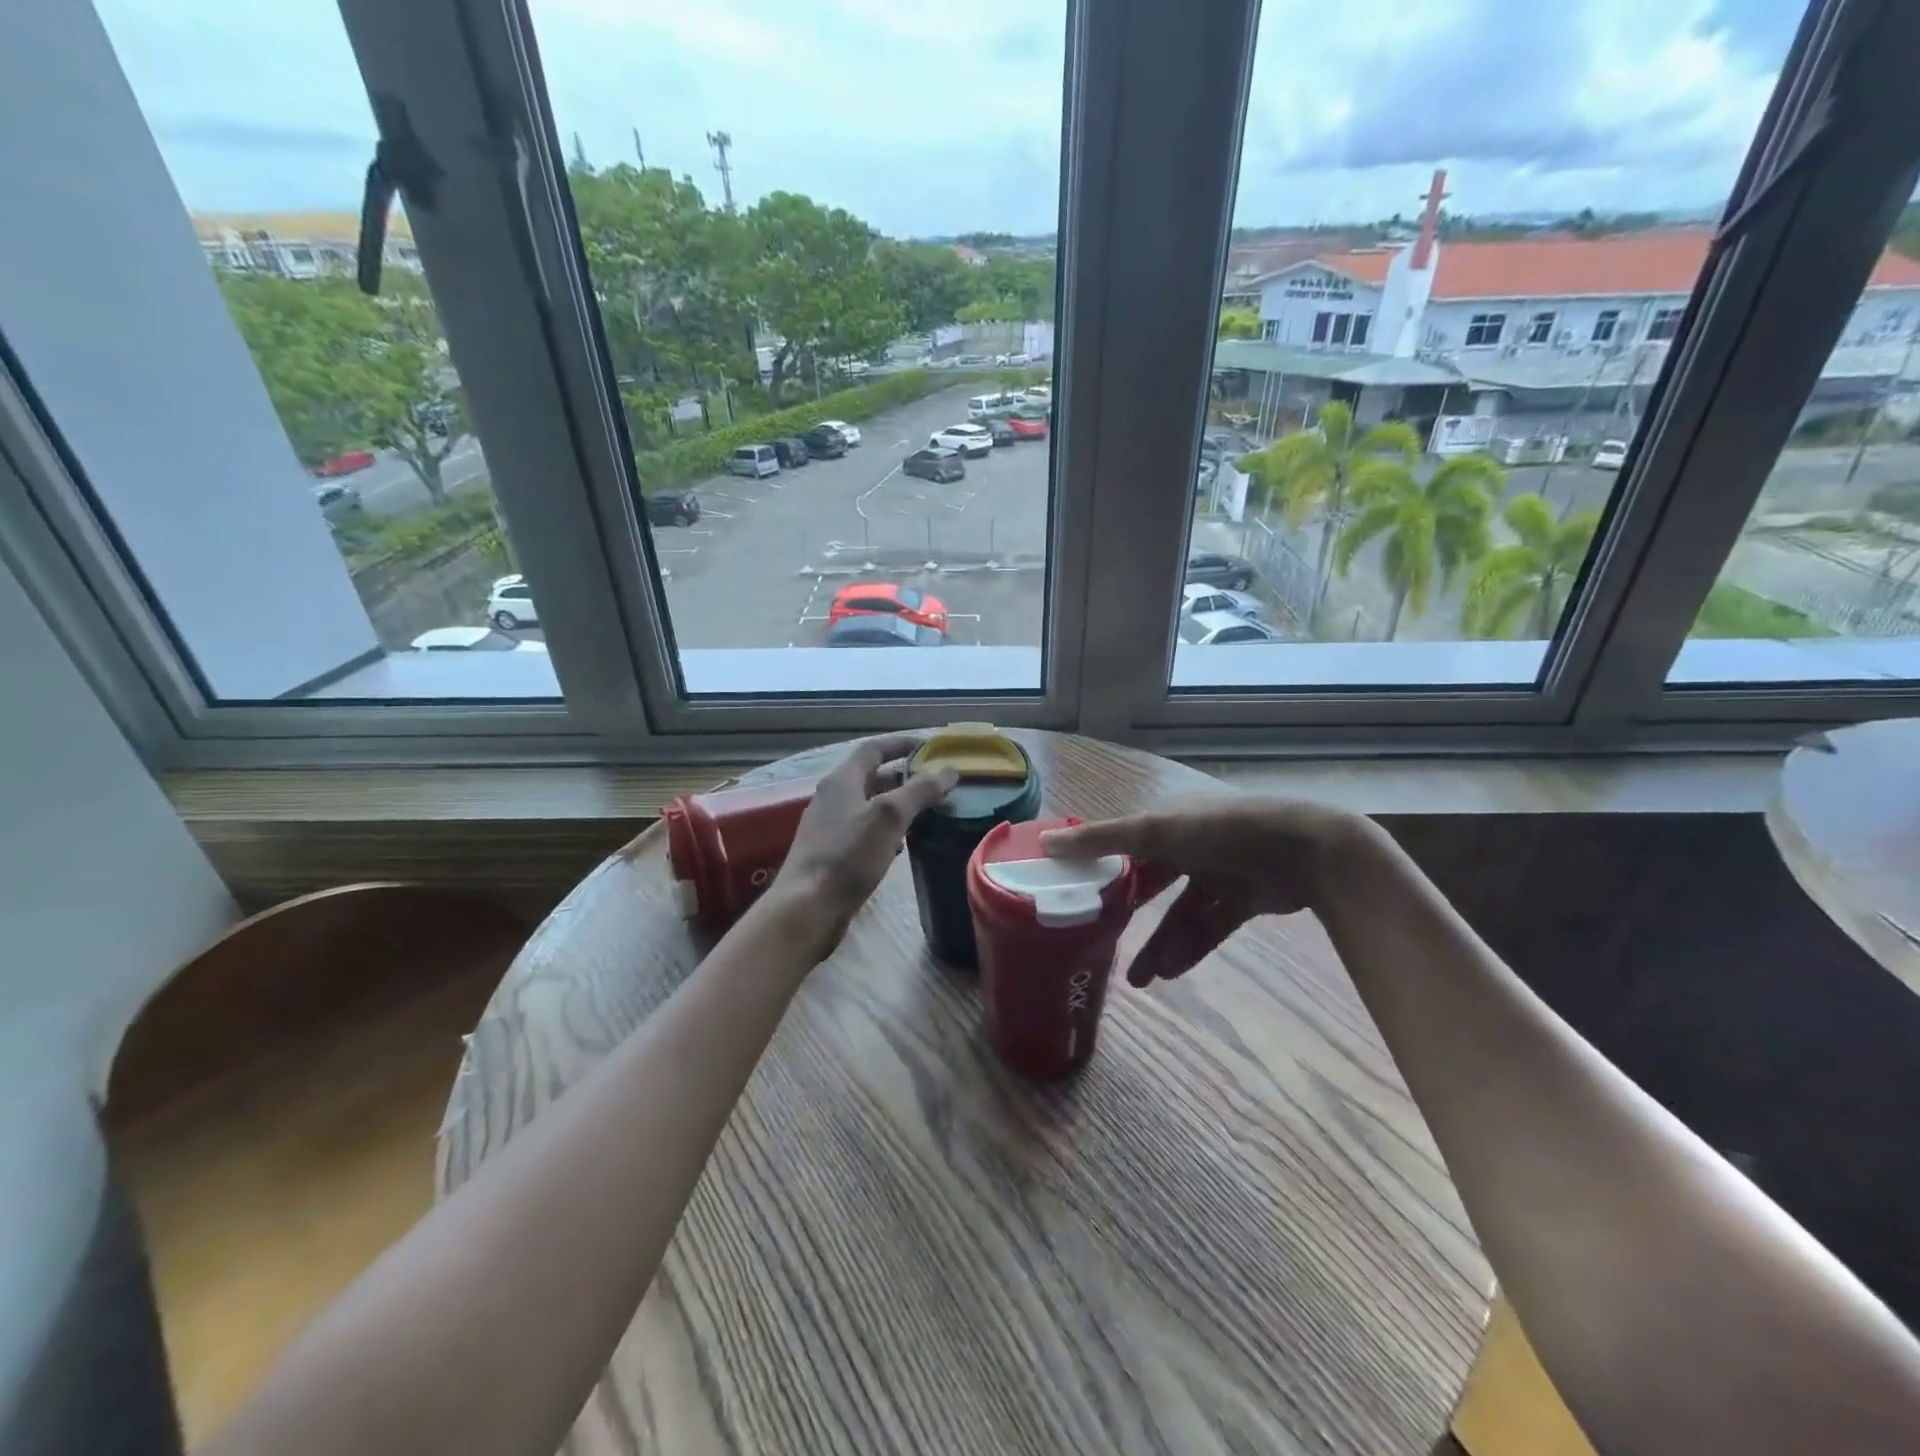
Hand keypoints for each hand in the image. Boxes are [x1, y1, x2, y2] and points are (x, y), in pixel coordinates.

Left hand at [767, 734, 958, 951]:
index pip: (873, 749)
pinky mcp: (831, 854)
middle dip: (904, 777)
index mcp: (842, 780)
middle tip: (935, 783)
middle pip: (871, 777)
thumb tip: (949, 771)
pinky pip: (864, 831)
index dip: (901, 743)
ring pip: (869, 806)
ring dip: (897, 805)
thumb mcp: (889, 818)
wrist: (807, 908)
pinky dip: (886, 831)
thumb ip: (919, 791)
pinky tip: (901, 847)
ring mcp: (829, 827)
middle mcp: (832, 798)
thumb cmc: (848, 856)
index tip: (930, 746)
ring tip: (926, 813)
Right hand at [1041, 796, 1377, 985]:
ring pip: (1179, 913)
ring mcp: (1218, 873)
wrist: (1306, 850)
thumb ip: (1100, 841)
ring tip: (1138, 979)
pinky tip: (1168, 973)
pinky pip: (1208, 928)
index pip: (1123, 846)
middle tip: (1101, 945)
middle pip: (1150, 884)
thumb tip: (1044, 842)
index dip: (1099, 870)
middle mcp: (1189, 845)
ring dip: (1160, 943)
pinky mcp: (1242, 900)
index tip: (1074, 897)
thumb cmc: (1220, 830)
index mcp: (1167, 821)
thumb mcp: (1154, 831)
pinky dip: (1190, 948)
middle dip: (1129, 917)